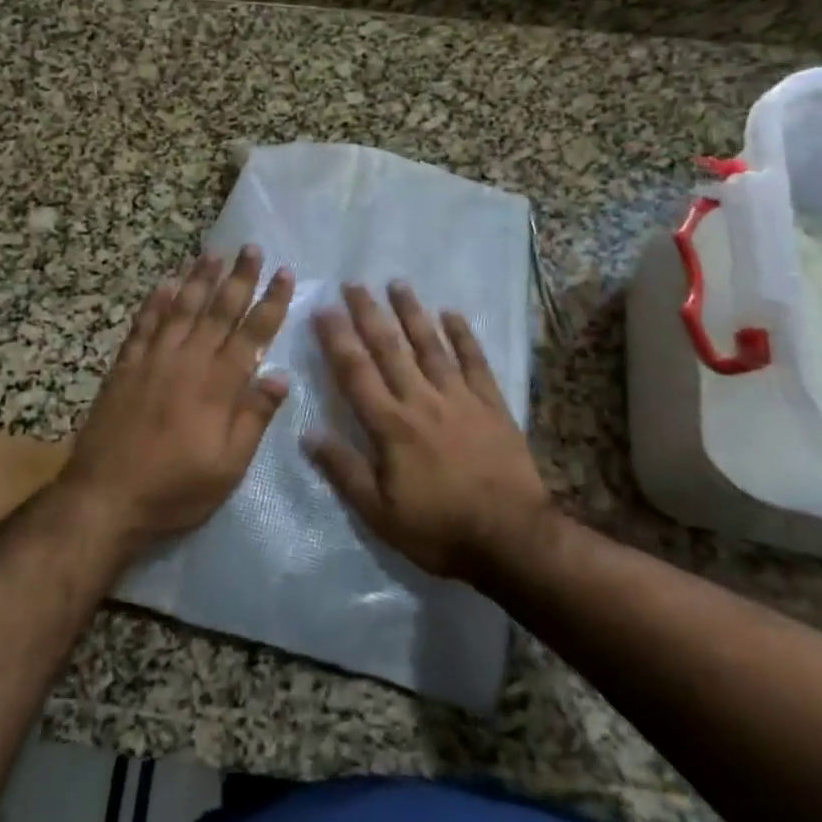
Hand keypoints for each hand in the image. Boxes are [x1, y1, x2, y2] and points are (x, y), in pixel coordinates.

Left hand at [60, 247, 292, 551]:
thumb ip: (254, 418)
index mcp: (218, 385)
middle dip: (239, 277)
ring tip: (213, 253)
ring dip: (198, 278)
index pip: (252, 333)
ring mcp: (153, 359)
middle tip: (251, 247)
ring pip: (181, 307)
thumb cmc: (174, 489)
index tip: (285, 273)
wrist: (105, 497)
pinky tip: (165, 282)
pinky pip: (144, 323)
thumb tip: (280, 376)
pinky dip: (156, 300)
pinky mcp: (125, 365)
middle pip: (218, 310)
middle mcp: (188, 361)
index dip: (271, 302)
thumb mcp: (228, 467)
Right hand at [308, 282, 552, 581]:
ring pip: (430, 345)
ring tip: (398, 284)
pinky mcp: (491, 404)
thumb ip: (344, 471)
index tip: (323, 309)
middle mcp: (421, 400)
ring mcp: (459, 398)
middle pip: (389, 348)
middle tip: (354, 283)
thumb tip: (308, 434)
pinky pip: (475, 361)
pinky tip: (452, 314)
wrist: (513, 539)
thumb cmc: (440, 529)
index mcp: (390, 425)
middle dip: (369, 313)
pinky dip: (463, 336)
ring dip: (412, 313)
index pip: (355, 372)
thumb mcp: (380, 514)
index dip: (336, 338)